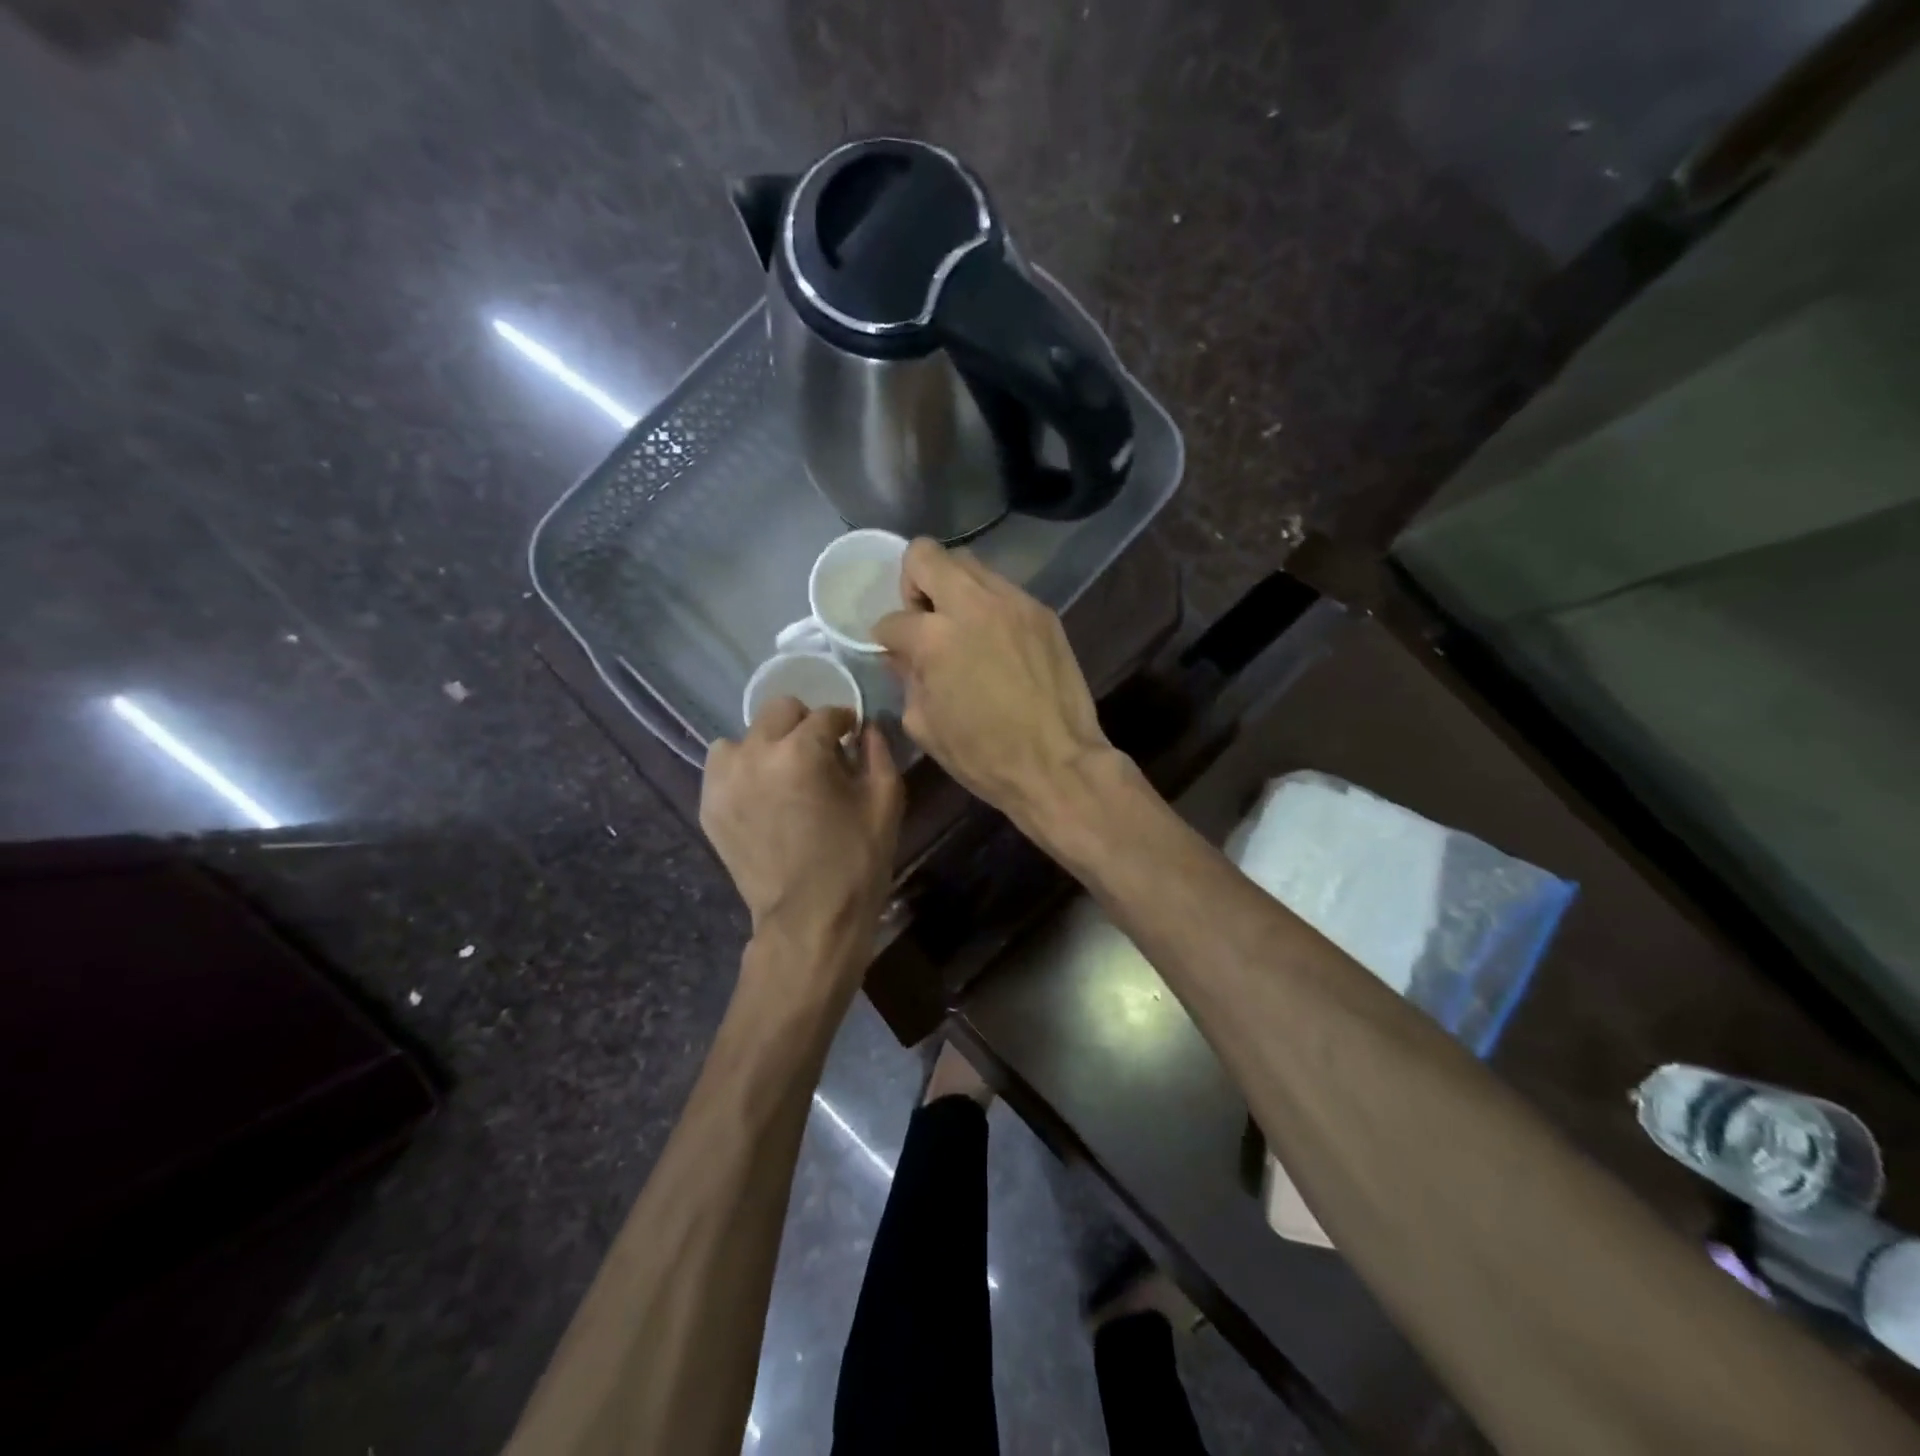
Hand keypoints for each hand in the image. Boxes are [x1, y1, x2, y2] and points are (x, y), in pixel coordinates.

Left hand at [701, 701, 902, 956]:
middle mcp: (755, 754)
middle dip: (804, 724)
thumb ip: (878, 751)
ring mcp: (725, 780)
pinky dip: (743, 770)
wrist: (809, 919)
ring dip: (767, 745)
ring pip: (744, 736)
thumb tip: (867, 727)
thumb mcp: (885, 802)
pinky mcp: (709, 805)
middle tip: (820, 754)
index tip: (852, 735)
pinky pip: (722, 767)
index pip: (826, 714)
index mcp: (802, 750)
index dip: (845, 722)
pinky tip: (763, 795)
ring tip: (784, 774)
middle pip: (779, 710)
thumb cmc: (856, 860)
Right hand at [872, 539, 1110, 826]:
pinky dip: (989, 607)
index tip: (896, 652)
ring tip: (962, 630)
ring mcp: (1014, 603)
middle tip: (925, 621)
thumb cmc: (983, 756)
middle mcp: (973, 604)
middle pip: (926, 555)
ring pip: (969, 565)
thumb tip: (903, 654)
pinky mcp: (1043, 613)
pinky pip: (1003, 591)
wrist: (1058, 764)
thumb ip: (907, 678)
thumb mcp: (924, 725)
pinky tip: (996, 644)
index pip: (893, 619)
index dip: (887, 638)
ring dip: (954, 590)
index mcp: (935, 637)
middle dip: (914, 583)